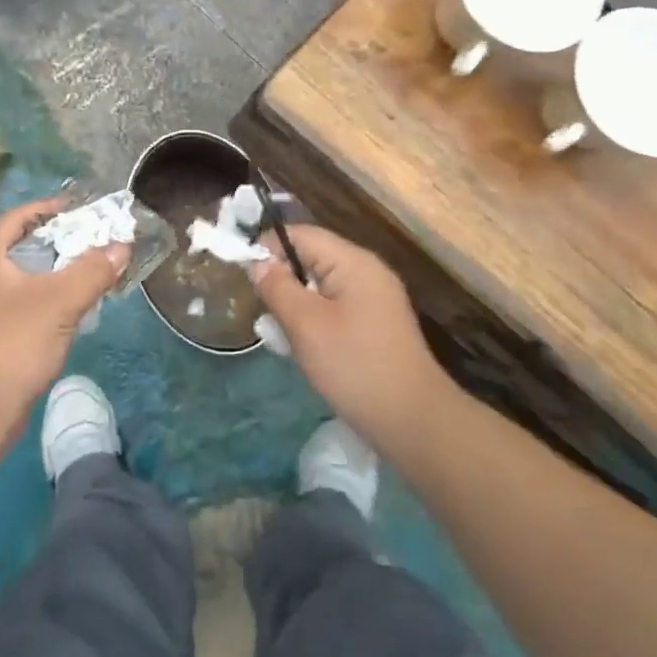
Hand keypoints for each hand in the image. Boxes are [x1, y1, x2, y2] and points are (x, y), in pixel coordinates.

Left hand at [0, 199, 130, 424]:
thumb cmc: (16, 342)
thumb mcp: (61, 300)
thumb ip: (93, 270)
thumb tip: (122, 247)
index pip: (16, 218)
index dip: (48, 209)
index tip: (79, 209)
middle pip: (21, 246)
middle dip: (58, 241)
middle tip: (92, 240)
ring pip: (23, 277)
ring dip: (55, 271)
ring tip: (88, 271)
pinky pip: (23, 302)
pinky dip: (47, 297)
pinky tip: (71, 308)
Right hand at [250, 225, 452, 450]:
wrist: (412, 421)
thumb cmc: (354, 366)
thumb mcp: (306, 325)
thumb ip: (277, 287)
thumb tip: (257, 262)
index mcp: (353, 262)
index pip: (301, 234)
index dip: (267, 248)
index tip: (243, 276)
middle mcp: (366, 272)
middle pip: (311, 258)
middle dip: (282, 281)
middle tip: (263, 314)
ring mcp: (374, 299)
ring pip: (320, 287)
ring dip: (296, 305)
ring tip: (282, 337)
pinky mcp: (376, 324)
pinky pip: (334, 308)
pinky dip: (314, 321)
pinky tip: (306, 350)